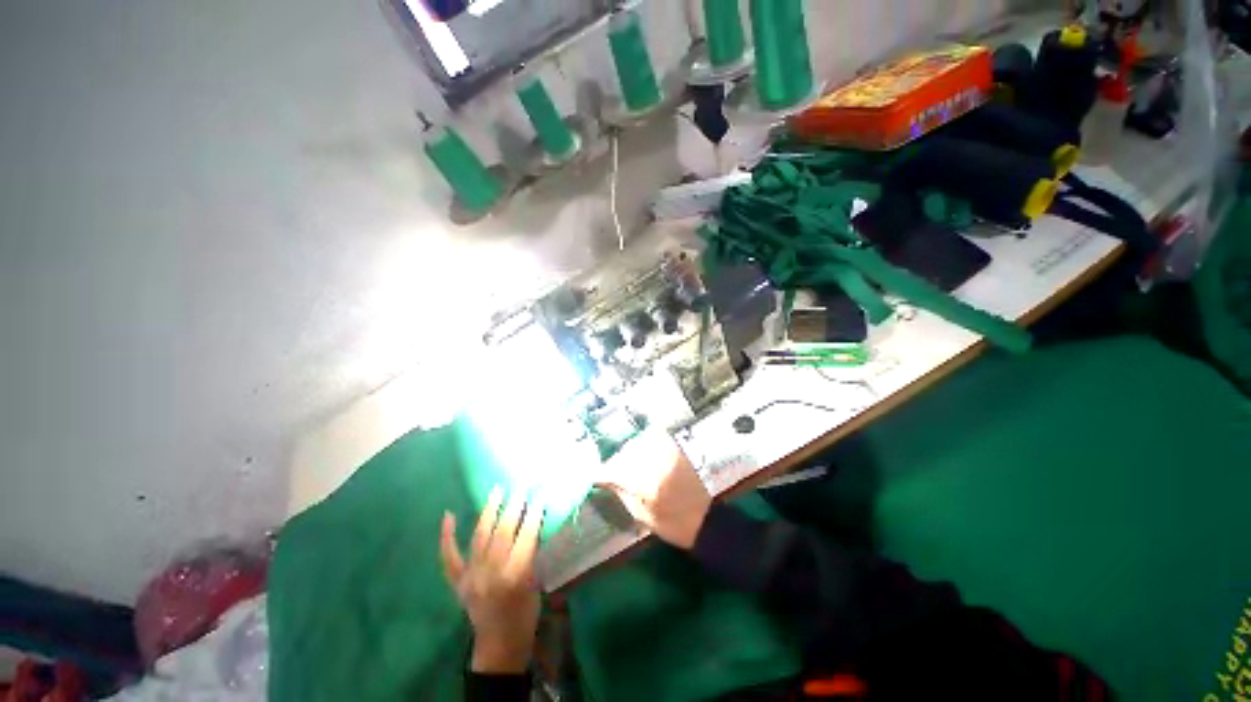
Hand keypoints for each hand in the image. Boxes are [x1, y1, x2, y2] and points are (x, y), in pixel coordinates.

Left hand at [440, 487, 543, 673]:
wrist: (499, 644)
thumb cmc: (525, 614)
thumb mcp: (535, 582)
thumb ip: (531, 553)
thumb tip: (532, 522)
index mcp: (515, 576)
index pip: (526, 536)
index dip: (534, 513)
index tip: (539, 494)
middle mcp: (491, 573)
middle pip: (502, 532)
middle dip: (513, 506)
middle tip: (521, 487)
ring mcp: (470, 576)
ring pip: (479, 536)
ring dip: (489, 510)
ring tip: (497, 490)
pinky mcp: (457, 581)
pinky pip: (449, 556)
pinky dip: (447, 536)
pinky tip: (448, 515)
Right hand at [598, 430, 710, 549]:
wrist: (703, 520)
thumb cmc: (671, 525)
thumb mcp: (641, 516)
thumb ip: (621, 492)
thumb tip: (603, 478)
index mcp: (648, 485)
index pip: (617, 470)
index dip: (603, 472)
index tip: (595, 476)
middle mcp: (658, 464)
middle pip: (626, 453)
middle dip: (616, 462)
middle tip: (611, 473)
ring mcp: (668, 454)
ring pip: (639, 443)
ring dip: (629, 452)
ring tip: (627, 464)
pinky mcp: (676, 449)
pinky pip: (655, 437)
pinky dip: (645, 442)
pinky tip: (642, 452)